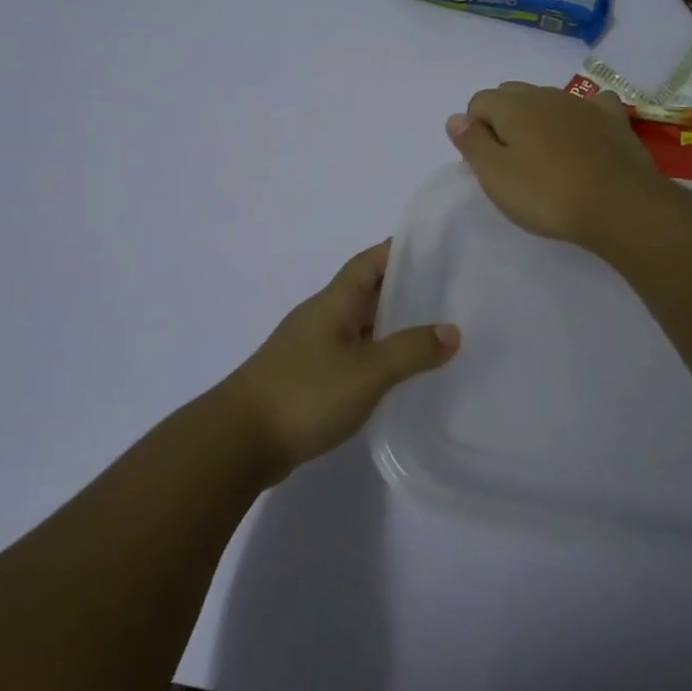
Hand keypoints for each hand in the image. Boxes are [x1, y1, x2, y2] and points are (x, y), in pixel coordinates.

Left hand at [218, 242, 459, 479]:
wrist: (240, 441)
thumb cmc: (305, 394)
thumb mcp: (367, 371)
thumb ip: (410, 350)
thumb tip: (451, 330)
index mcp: (333, 303)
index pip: (369, 262)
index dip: (398, 251)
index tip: (435, 249)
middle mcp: (322, 318)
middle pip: (366, 293)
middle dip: (403, 290)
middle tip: (448, 296)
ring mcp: (311, 349)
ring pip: (359, 327)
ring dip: (391, 328)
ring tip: (434, 336)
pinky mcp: (307, 379)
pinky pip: (350, 357)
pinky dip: (375, 358)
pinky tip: (397, 377)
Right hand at [446, 82, 667, 245]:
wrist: (619, 206)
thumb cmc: (547, 194)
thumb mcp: (495, 175)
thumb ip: (471, 143)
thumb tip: (455, 118)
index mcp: (513, 106)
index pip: (479, 101)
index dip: (475, 129)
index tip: (486, 162)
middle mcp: (546, 95)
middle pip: (513, 95)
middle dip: (504, 119)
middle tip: (511, 160)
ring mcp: (584, 104)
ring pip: (550, 100)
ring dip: (540, 119)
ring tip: (546, 156)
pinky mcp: (614, 120)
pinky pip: (593, 105)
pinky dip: (583, 116)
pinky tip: (585, 136)